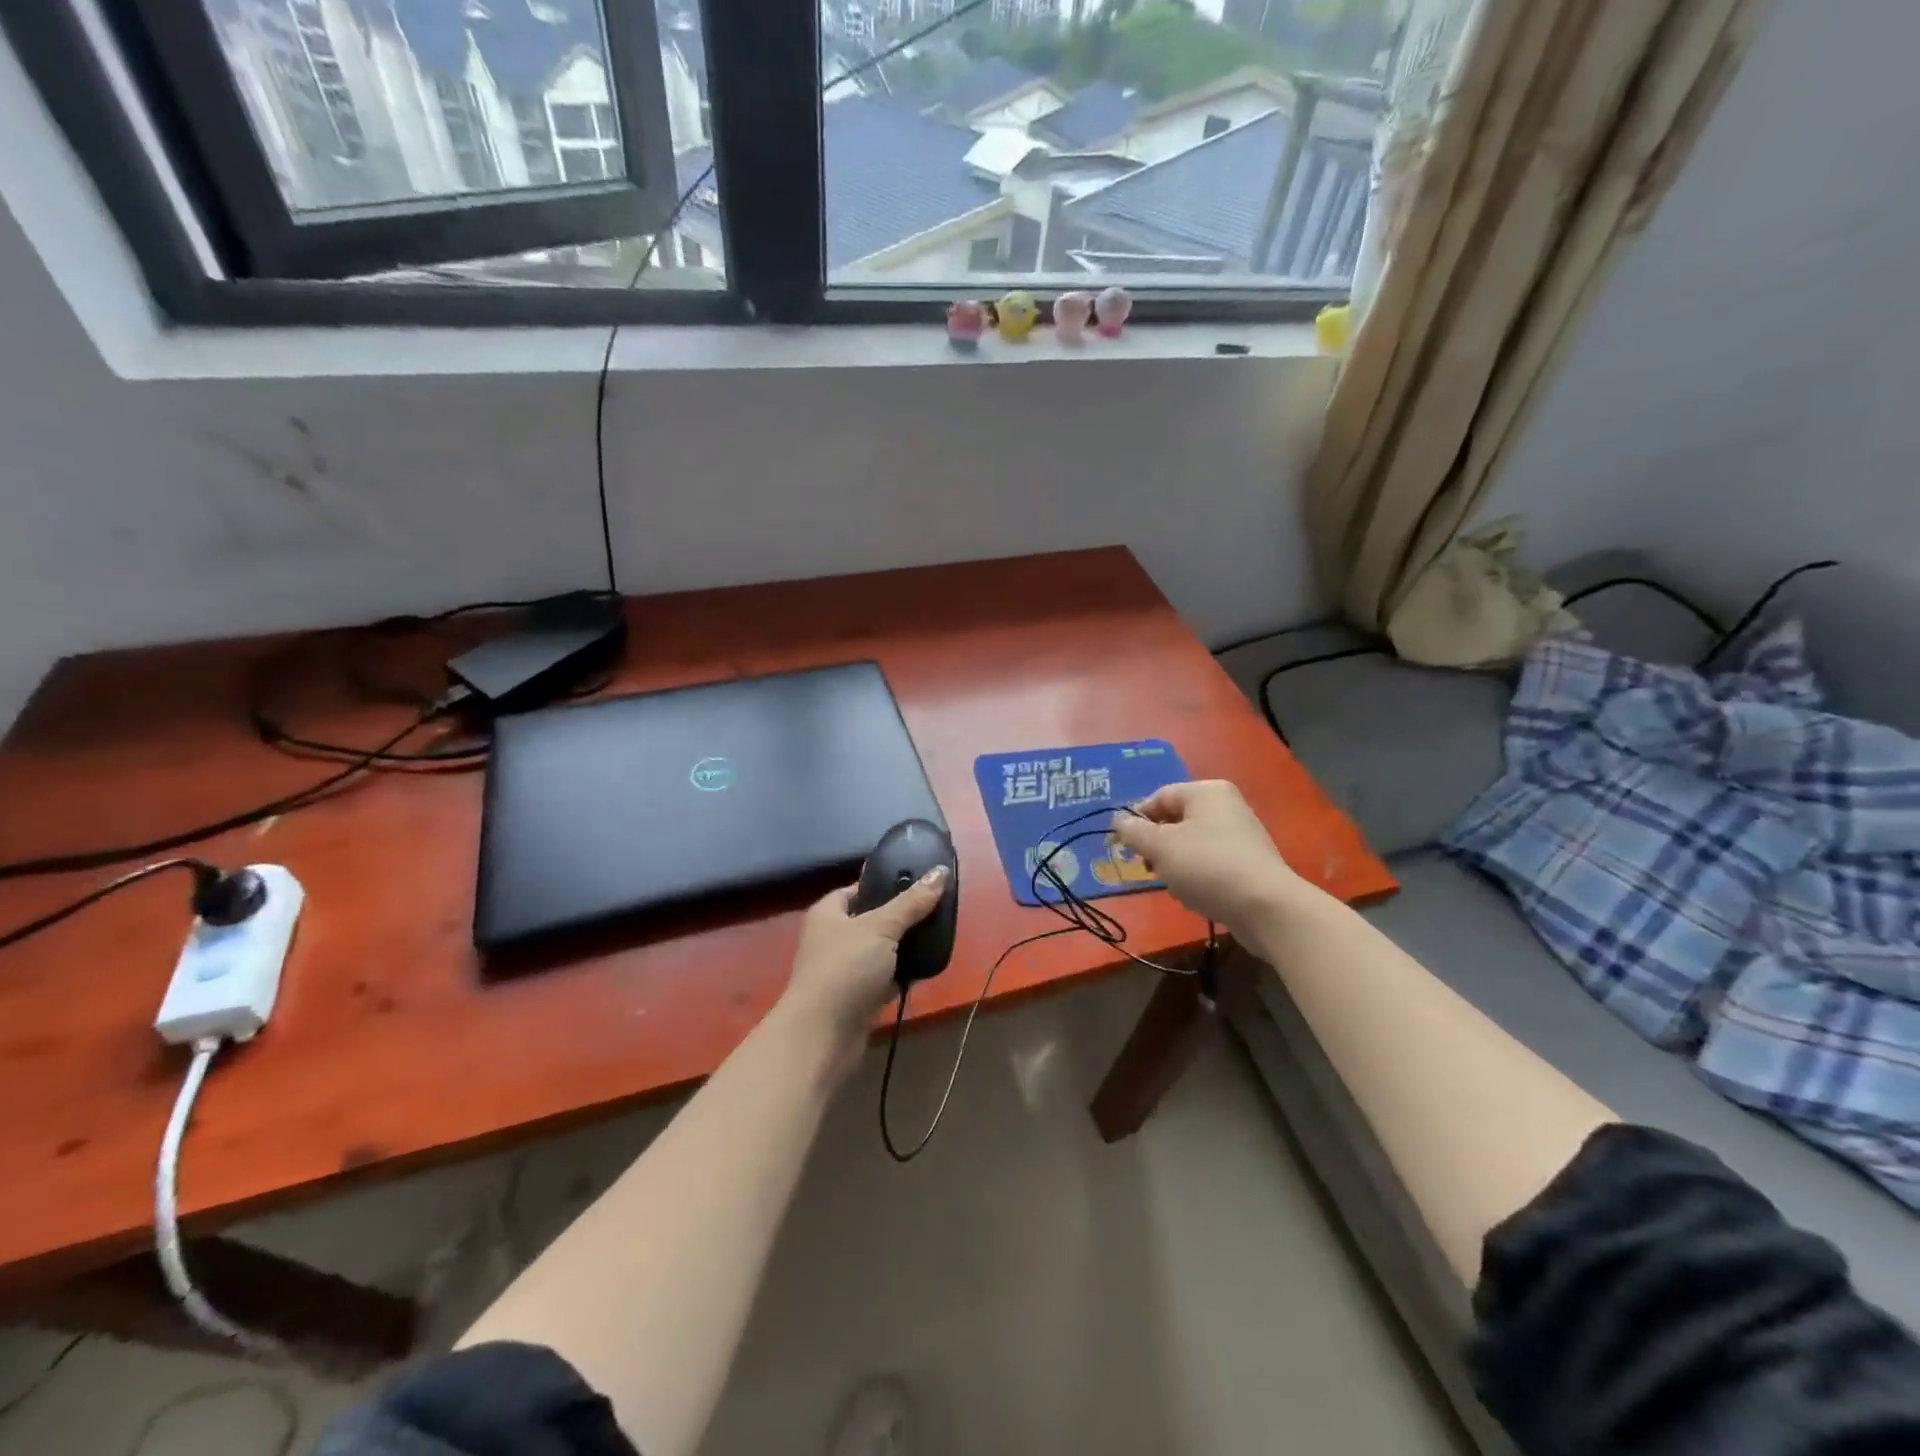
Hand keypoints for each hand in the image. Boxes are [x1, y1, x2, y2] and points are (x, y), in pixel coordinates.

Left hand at [778, 868, 949, 1075]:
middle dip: (902, 916)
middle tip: (937, 908)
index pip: (858, 889)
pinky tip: (928, 967)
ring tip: (939, 934)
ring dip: (904, 947)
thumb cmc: (845, 968)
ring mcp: (844, 969)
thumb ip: (912, 902)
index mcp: (828, 912)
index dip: (885, 884)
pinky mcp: (857, 997)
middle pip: (873, 919)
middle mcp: (833, 938)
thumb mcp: (881, 927)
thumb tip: (941, 871)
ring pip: (881, 950)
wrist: (823, 1036)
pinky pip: (885, 977)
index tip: (919, 882)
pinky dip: (903, 974)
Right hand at [1112, 781, 1301, 930]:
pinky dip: (1196, 874)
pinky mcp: (1249, 862)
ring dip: (1174, 863)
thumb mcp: (1160, 846)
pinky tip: (1194, 894)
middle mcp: (1226, 805)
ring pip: (1191, 843)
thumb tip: (1118, 821)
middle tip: (1146, 867)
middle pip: (1175, 820)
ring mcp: (1241, 834)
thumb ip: (1133, 831)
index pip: (1158, 797)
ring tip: (1173, 884)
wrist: (1266, 907)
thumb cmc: (1207, 866)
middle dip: (1156, 845)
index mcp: (1206, 791)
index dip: (1136, 820)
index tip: (1123, 847)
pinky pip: (1210, 861)